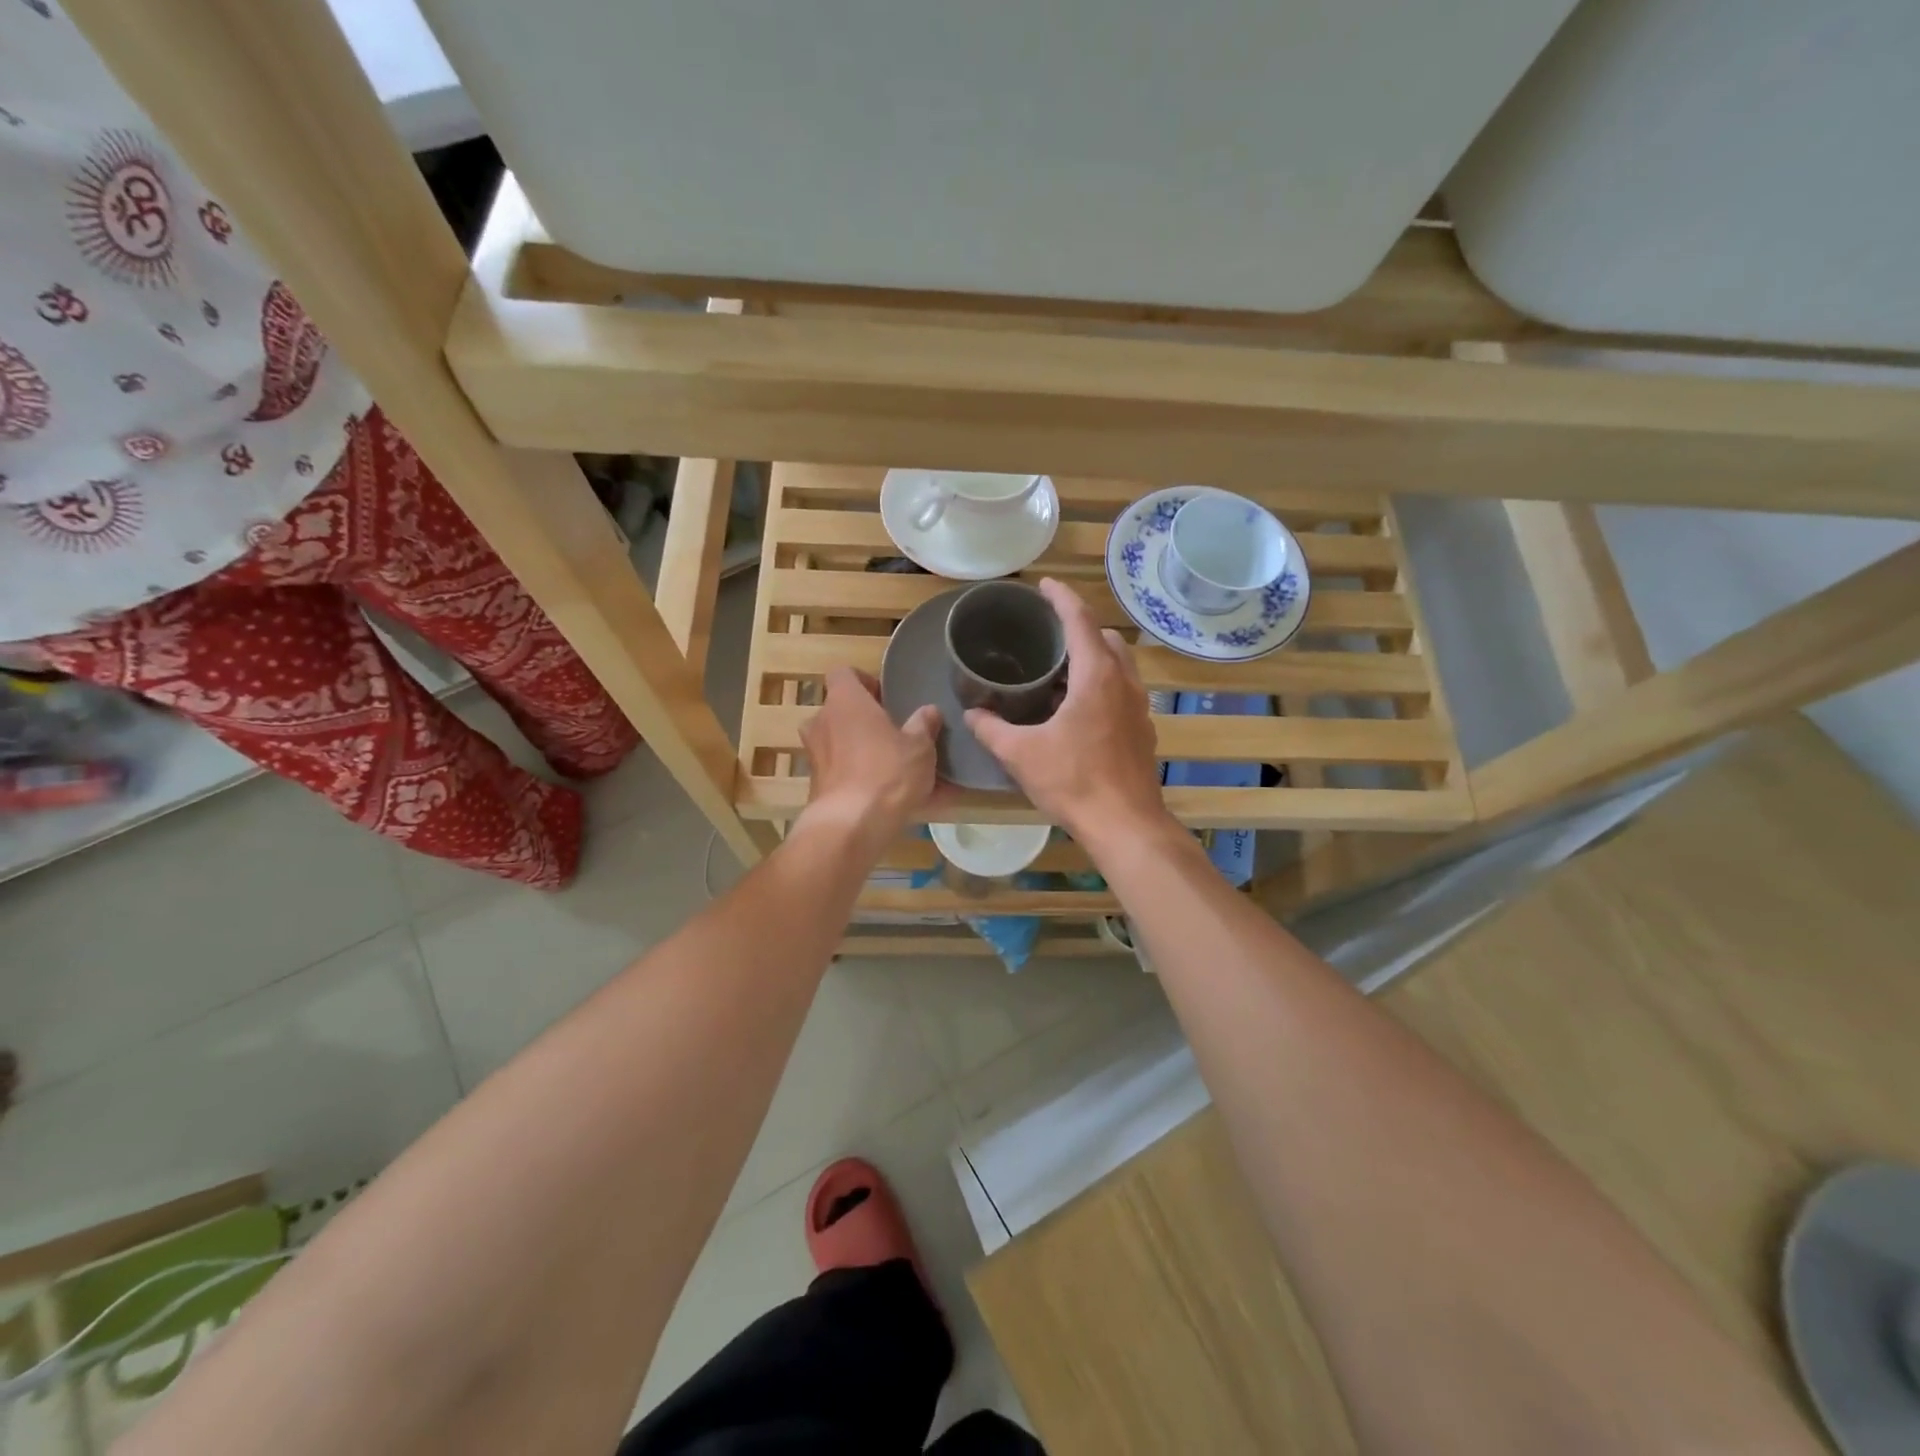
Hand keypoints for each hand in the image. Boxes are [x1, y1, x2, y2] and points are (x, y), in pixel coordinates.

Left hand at [798, 667, 940, 855]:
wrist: (851, 826)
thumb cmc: (887, 772)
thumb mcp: (919, 746)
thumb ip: (924, 725)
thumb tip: (929, 711)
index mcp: (844, 701)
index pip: (843, 673)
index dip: (864, 681)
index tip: (886, 697)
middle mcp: (822, 723)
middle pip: (840, 711)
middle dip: (865, 721)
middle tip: (893, 733)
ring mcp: (815, 756)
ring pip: (841, 745)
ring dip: (862, 751)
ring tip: (895, 768)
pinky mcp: (816, 787)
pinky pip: (844, 775)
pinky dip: (862, 780)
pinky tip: (891, 799)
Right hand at [965, 578, 1171, 848]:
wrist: (1125, 824)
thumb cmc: (1074, 781)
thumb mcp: (1021, 754)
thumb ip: (992, 730)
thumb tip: (972, 714)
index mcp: (1098, 676)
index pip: (1080, 620)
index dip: (1061, 597)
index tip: (1044, 585)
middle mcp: (1125, 683)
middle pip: (1105, 639)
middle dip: (1079, 627)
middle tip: (1048, 633)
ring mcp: (1139, 707)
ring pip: (1119, 665)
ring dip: (1093, 657)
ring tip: (1060, 669)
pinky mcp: (1142, 730)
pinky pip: (1122, 691)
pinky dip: (1102, 684)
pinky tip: (1077, 709)